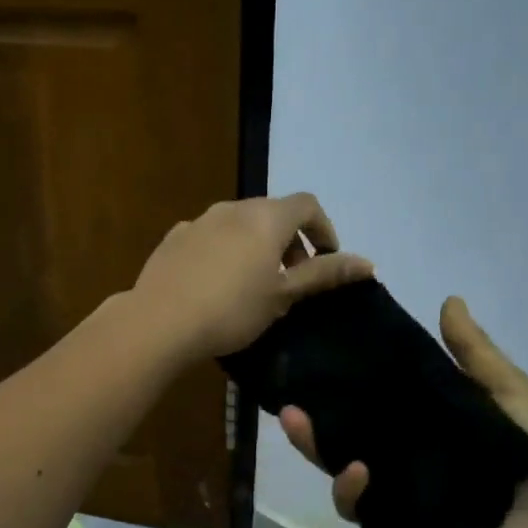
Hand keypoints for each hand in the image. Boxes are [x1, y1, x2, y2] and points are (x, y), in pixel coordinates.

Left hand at [130, 194, 373, 360]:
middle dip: (290, 240)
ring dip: (257, 245)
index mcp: (266, 217)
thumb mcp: (284, 295)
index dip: (323, 229)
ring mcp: (199, 221)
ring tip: (254, 283)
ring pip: (239, 224)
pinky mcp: (174, 238)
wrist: (160, 322)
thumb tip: (368, 263)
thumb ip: (324, 274)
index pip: (307, 205)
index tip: (325, 261)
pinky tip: (216, 284)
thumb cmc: (232, 310)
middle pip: (272, 212)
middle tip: (292, 278)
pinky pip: (210, 237)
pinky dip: (225, 251)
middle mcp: (233, 208)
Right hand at [280, 296, 527, 527]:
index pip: (365, 397)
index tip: (314, 356)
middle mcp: (393, 449)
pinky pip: (359, 508)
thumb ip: (474, 352)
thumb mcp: (507, 389)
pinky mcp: (394, 517)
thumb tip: (449, 300)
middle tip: (288, 407)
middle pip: (338, 434)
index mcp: (413, 416)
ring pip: (337, 469)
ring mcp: (390, 485)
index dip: (337, 381)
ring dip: (316, 452)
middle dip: (307, 424)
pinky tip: (358, 474)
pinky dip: (350, 492)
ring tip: (307, 432)